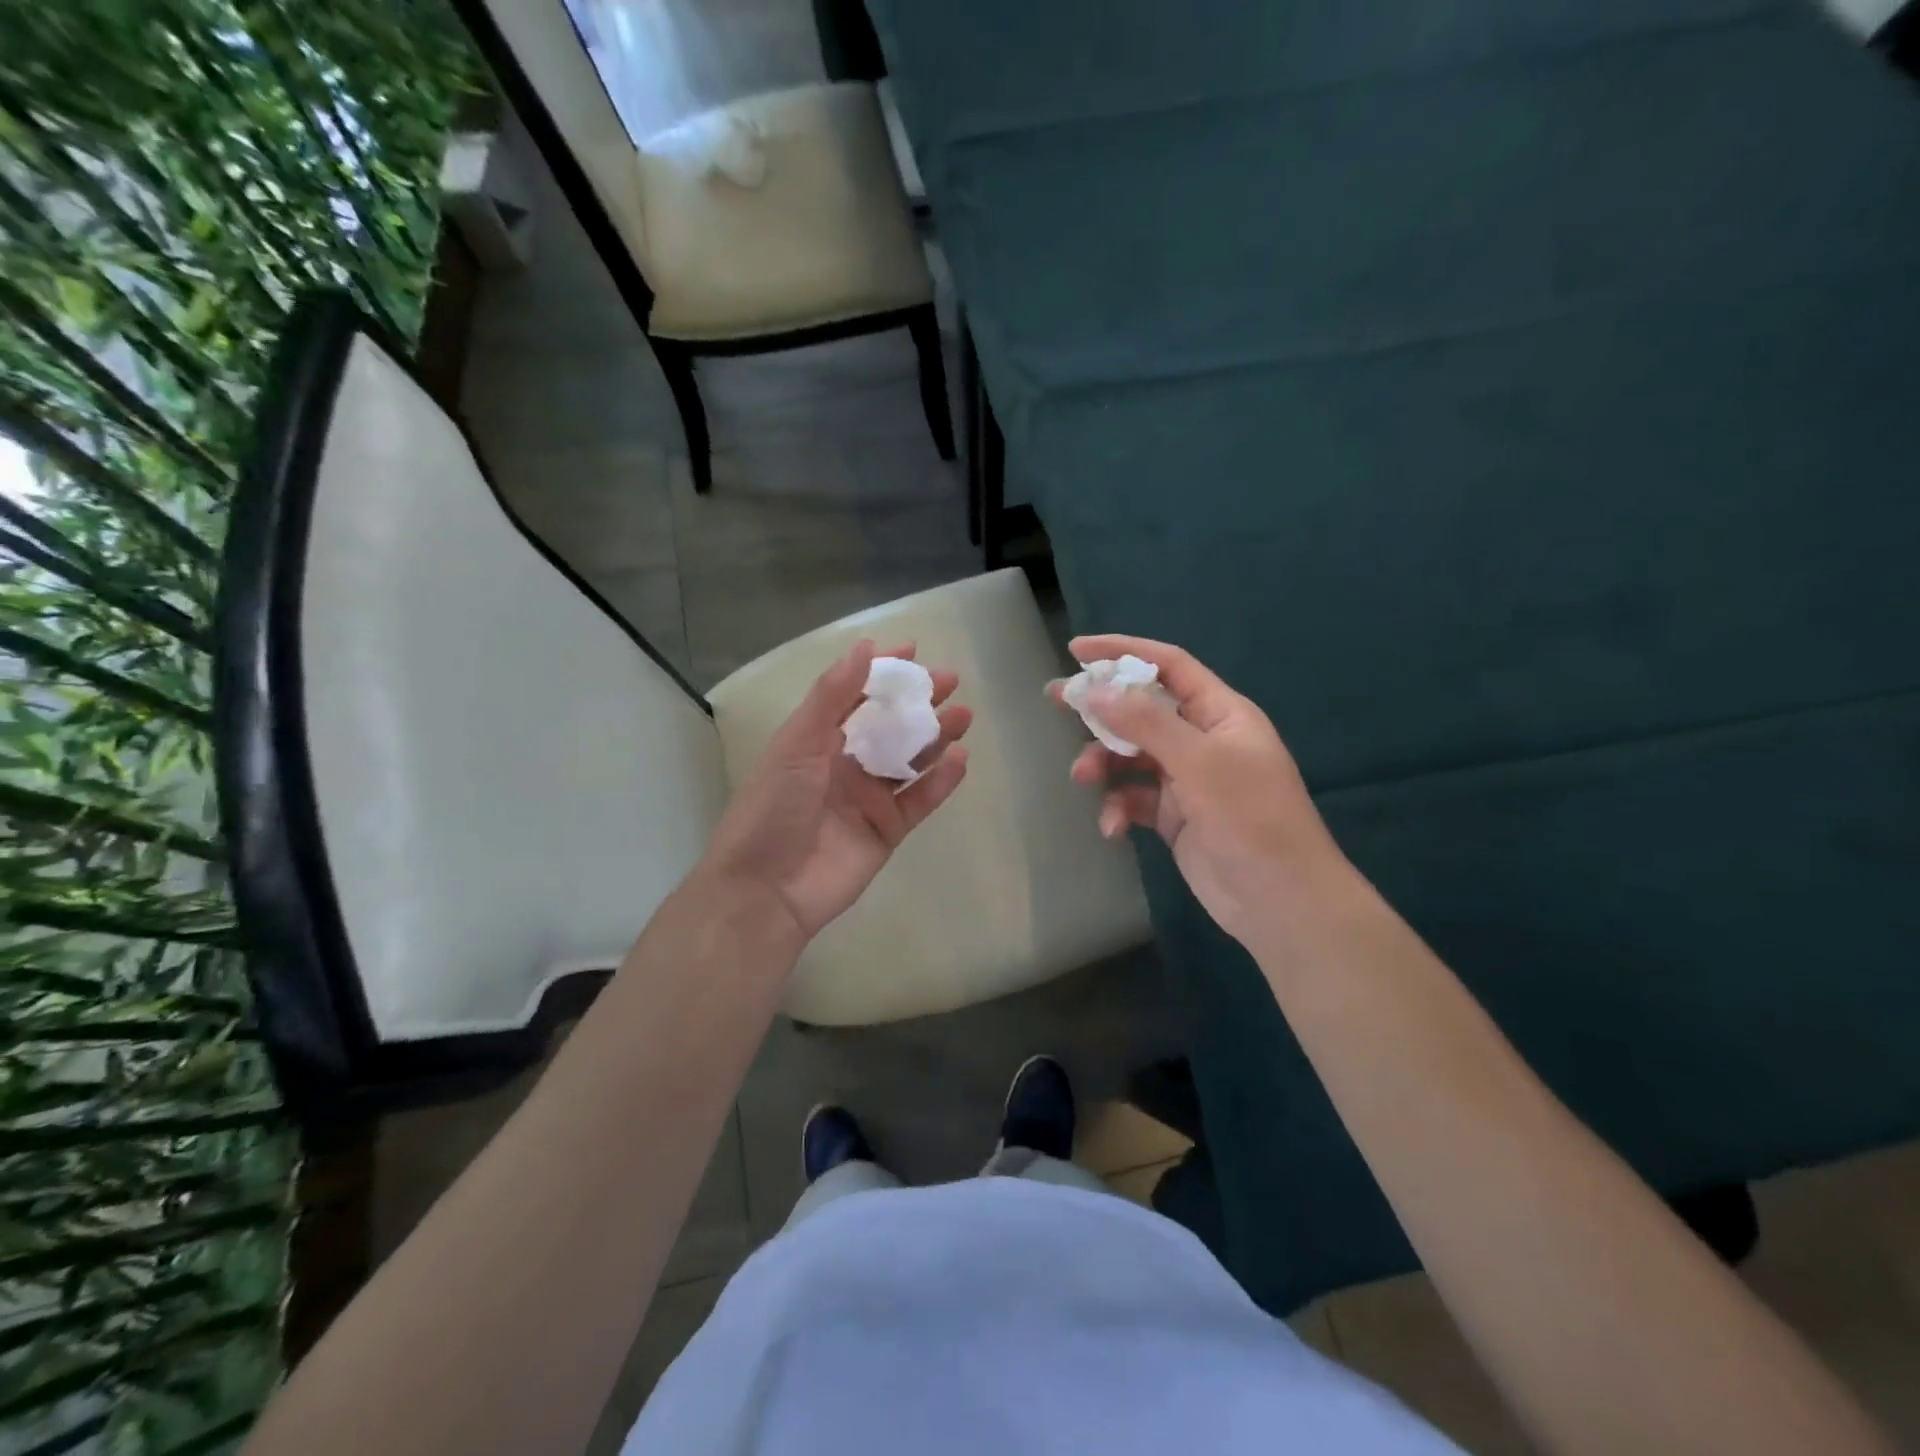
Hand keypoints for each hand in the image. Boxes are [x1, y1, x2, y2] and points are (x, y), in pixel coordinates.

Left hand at [703, 638, 970, 944]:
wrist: (767, 889)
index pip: (855, 696)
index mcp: (817, 740)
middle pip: (890, 725)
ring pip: (910, 759)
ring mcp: (868, 798)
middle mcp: (845, 764)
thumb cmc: (773, 807)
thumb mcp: (798, 743)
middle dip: (918, 701)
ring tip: (963, 715)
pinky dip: (941, 781)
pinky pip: (920, 800)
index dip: (882, 673)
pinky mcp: (887, 830)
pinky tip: (960, 760)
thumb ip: (833, 696)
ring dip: (936, 737)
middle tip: (950, 681)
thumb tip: (866, 647)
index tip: (913, 651)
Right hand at [1051, 635, 1345, 946]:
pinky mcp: (1173, 816)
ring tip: (1083, 778)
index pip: (1169, 665)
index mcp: (1220, 713)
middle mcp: (1202, 740)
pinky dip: (1118, 808)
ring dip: (1104, 763)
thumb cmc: (1251, 818)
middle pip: (1142, 709)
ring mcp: (1187, 779)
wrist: (1281, 901)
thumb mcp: (1200, 762)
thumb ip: (1147, 723)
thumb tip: (1096, 691)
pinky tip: (1113, 828)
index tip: (1077, 650)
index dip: (1124, 652)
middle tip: (1056, 699)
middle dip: (1101, 707)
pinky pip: (1133, 798)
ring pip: (1131, 756)